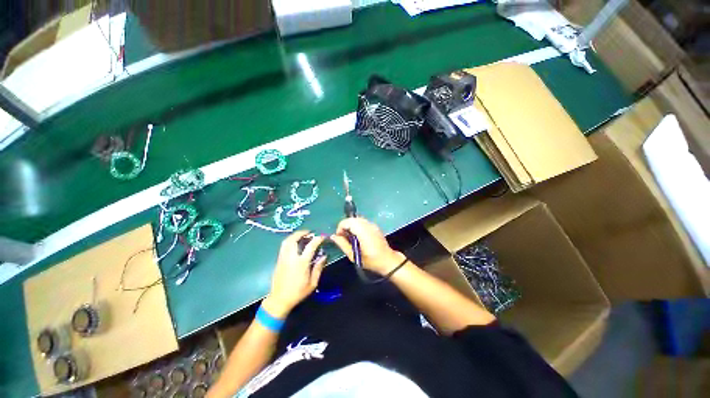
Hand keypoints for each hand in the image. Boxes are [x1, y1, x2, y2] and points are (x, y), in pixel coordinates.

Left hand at [265, 231, 325, 317]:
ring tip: (301, 235)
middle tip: (309, 232)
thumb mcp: (312, 283)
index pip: (310, 246)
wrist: (279, 300)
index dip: (317, 239)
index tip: (322, 236)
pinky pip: (283, 247)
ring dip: (294, 236)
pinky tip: (294, 243)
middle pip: (294, 239)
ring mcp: (283, 258)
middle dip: (301, 233)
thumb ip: (318, 268)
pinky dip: (289, 241)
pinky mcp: (278, 260)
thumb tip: (324, 256)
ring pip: (286, 241)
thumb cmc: (298, 292)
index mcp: (301, 263)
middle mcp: (291, 258)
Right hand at [330, 217, 405, 274]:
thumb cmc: (371, 261)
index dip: (340, 227)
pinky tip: (357, 236)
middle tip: (343, 237)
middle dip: (345, 226)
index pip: (348, 222)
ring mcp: (372, 225)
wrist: (388, 260)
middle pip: (352, 219)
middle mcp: (368, 225)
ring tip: (350, 237)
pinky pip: (362, 222)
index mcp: (363, 232)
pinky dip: (357, 226)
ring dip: (351, 225)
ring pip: (357, 219)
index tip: (339, 237)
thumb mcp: (354, 256)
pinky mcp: (374, 226)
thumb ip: (343, 244)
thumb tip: (333, 236)